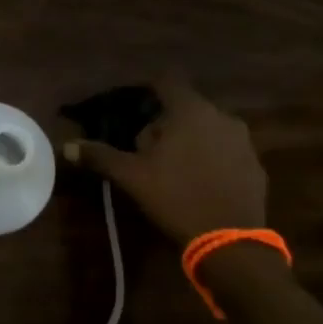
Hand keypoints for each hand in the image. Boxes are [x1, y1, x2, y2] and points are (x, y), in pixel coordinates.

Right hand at [62, 74, 267, 246]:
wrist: (231, 241)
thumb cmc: (176, 197)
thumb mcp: (131, 176)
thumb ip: (99, 155)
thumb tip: (67, 146)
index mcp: (190, 111)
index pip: (166, 82)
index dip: (147, 91)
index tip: (131, 109)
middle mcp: (221, 117)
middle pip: (186, 107)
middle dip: (164, 122)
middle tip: (145, 148)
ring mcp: (243, 141)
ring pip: (207, 129)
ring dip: (188, 140)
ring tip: (170, 167)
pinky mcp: (255, 165)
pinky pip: (225, 150)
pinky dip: (210, 158)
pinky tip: (197, 182)